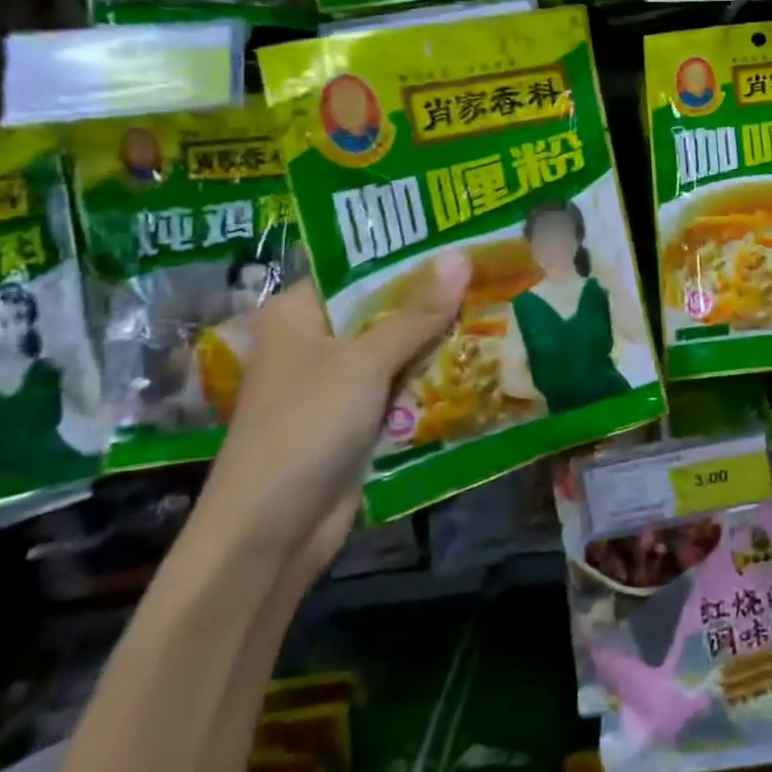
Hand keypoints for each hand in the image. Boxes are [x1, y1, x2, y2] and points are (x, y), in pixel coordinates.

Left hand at [193, 256, 467, 577]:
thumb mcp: (363, 363)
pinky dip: (434, 376)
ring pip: (399, 348)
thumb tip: (462, 256)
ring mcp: (339, 382)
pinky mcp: (358, 418)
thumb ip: (416, 313)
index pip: (360, 268)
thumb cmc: (305, 428)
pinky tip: (482, 357)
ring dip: (441, 338)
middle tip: (494, 269)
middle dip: (436, 297)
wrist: (271, 534)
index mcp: (299, 313)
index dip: (410, 254)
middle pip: (385, 308)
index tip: (463, 237)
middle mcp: (317, 341)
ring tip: (500, 303)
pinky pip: (403, 385)